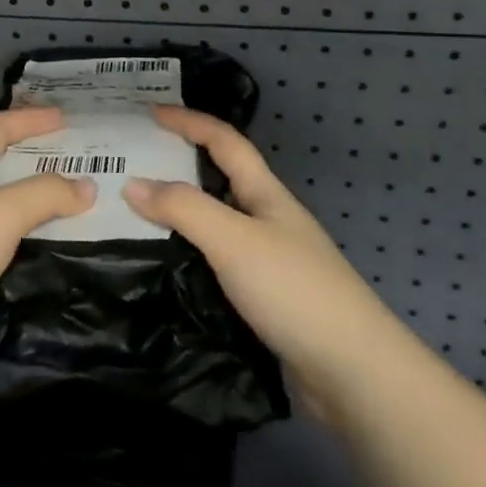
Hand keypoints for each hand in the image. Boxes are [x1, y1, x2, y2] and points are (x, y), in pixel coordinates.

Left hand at [0, 107, 94, 376]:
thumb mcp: (0, 215)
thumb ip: (44, 195)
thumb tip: (88, 186)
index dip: (29, 120)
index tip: (65, 119)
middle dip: (29, 159)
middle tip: (70, 163)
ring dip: (23, 201)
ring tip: (60, 209)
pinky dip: (12, 237)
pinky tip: (30, 253)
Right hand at [125, 106, 372, 395]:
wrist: (354, 374)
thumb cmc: (294, 290)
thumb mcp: (234, 239)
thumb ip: (183, 208)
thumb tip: (131, 184)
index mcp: (266, 194)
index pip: (224, 141)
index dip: (189, 121)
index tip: (149, 112)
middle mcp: (268, 220)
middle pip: (220, 178)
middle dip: (179, 163)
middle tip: (133, 163)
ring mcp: (269, 260)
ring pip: (216, 221)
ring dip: (180, 211)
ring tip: (135, 212)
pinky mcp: (265, 297)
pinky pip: (217, 259)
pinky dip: (188, 251)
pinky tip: (165, 264)